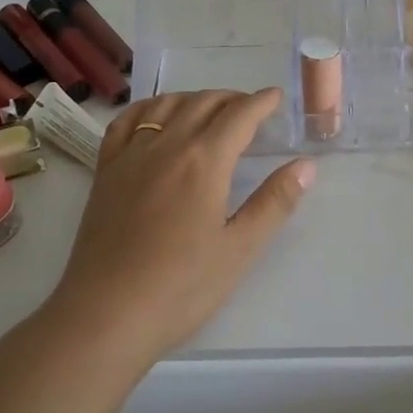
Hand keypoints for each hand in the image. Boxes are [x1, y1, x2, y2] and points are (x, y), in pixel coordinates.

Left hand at [50, 89, 313, 363]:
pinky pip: (126, 122)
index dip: (261, 102)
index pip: (239, 115)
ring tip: (210, 110)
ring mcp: (130, 155)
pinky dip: (148, 108)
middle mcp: (166, 145)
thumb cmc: (181, 288)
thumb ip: (274, 202)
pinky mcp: (106, 171)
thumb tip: (306, 165)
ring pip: (165, 105)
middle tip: (251, 109)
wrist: (106, 315)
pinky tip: (155, 117)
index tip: (276, 97)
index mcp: (204, 161)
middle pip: (203, 103)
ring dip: (193, 98)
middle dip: (232, 98)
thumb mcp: (239, 249)